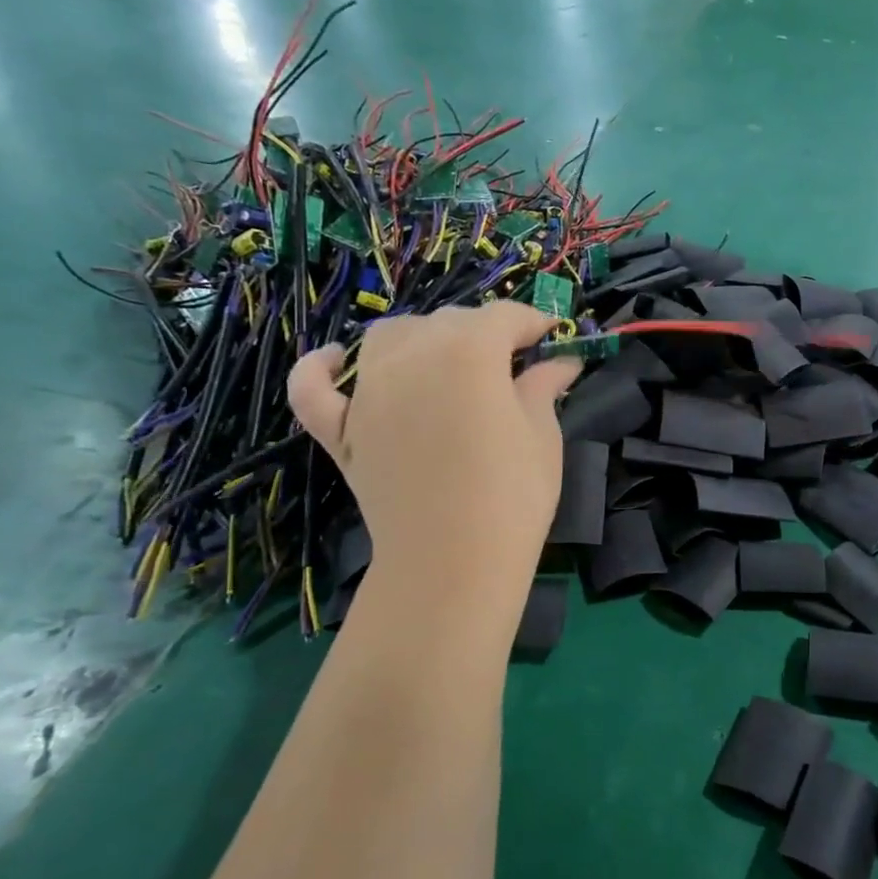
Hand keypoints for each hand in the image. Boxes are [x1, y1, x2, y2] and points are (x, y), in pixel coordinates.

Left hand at [287, 304, 580, 569]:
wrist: (452, 562)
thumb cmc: (512, 495)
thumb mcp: (542, 435)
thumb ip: (543, 387)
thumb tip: (562, 361)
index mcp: (469, 351)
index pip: (505, 316)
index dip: (535, 322)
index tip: (556, 339)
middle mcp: (412, 355)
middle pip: (450, 321)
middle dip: (486, 333)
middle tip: (515, 366)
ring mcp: (368, 391)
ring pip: (390, 336)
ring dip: (423, 338)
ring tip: (448, 365)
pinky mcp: (340, 430)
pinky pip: (315, 387)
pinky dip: (322, 368)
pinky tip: (336, 361)